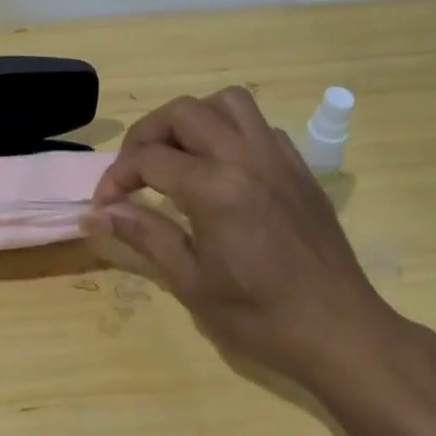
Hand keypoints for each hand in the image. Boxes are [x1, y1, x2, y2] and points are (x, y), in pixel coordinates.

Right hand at [87, 87, 435, 432]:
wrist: (339, 331)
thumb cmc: (259, 316)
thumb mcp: (190, 281)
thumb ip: (143, 234)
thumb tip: (96, 213)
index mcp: (216, 189)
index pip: (149, 159)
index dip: (116, 177)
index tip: (104, 203)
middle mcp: (247, 158)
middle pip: (183, 113)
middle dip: (147, 134)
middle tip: (134, 171)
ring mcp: (278, 158)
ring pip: (227, 103)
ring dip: (192, 120)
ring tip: (177, 156)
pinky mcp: (300, 168)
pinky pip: (259, 127)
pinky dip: (229, 132)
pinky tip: (221, 170)